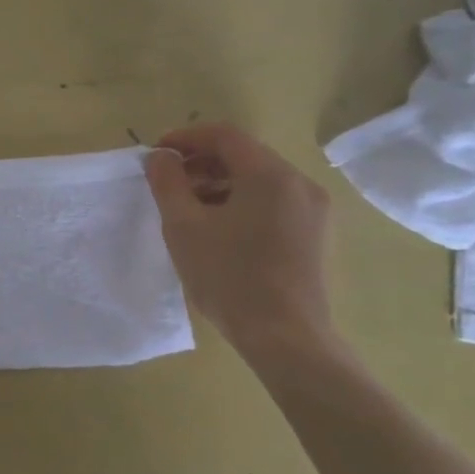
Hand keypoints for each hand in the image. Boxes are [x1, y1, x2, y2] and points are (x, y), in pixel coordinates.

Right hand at [143, 123, 332, 347]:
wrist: (285, 337)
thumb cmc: (229, 277)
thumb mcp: (184, 227)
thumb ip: (168, 183)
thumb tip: (160, 157)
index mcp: (270, 175)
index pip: (225, 136)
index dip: (186, 138)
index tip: (157, 154)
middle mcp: (300, 183)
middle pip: (245, 156)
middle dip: (203, 162)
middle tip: (170, 182)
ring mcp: (314, 211)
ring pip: (261, 181)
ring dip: (221, 184)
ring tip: (190, 208)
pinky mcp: (317, 236)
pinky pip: (275, 203)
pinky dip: (244, 203)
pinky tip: (221, 230)